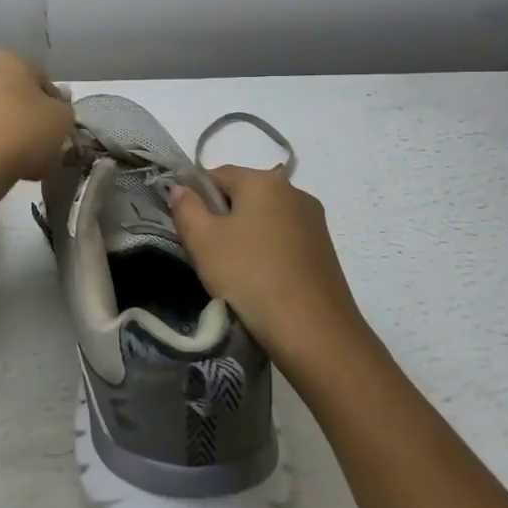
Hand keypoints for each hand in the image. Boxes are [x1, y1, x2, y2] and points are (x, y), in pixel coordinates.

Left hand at [0, 50, 74, 182]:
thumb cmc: (26, 130)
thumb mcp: (62, 118)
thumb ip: (63, 108)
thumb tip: (55, 107)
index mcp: (8, 58)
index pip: (41, 77)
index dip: (55, 103)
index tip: (60, 126)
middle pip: (16, 95)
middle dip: (29, 116)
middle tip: (44, 142)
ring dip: (11, 131)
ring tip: (26, 160)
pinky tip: (4, 164)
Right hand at [170, 166, 371, 374]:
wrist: (314, 332)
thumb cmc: (250, 277)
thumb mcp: (202, 241)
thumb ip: (186, 207)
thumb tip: (182, 188)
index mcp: (264, 180)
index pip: (216, 174)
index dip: (195, 197)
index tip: (187, 230)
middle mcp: (294, 191)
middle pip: (243, 195)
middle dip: (221, 218)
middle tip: (206, 254)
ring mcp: (314, 221)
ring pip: (264, 218)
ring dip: (244, 236)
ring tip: (233, 272)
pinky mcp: (325, 249)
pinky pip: (283, 239)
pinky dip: (266, 252)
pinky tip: (260, 280)